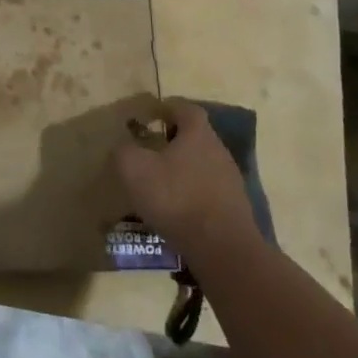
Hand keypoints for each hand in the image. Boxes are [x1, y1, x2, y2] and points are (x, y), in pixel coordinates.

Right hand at [115, 100, 260, 269]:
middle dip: (173, 141)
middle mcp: (218, 150)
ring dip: (182, 171)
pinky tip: (177, 213)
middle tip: (150, 153)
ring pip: (202, 165)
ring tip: (161, 187)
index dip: (166, 108)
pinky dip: (192, 195)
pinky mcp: (234, 209)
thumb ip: (124, 152)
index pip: (184, 108)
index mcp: (198, 133)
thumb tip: (123, 147)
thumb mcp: (135, 170)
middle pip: (195, 137)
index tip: (149, 116)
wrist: (223, 249)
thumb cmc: (177, 198)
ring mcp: (230, 180)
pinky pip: (208, 192)